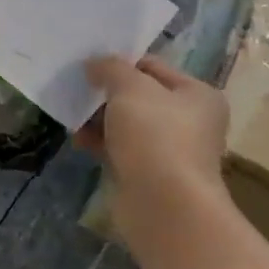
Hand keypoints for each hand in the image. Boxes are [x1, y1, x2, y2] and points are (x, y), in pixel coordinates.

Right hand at [76, 55, 229, 249]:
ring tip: (71, 114)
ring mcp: (169, 150)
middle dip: (105, 93)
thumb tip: (94, 63)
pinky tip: (79, 140)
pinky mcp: (148, 175)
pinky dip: (100, 143)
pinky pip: (120, 149)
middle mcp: (189, 121)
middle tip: (74, 88)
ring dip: (99, 119)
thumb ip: (111, 68)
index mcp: (197, 94)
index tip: (87, 64)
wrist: (163, 205)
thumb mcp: (131, 88)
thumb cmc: (156, 136)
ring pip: (126, 125)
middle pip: (138, 96)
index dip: (120, 63)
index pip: (152, 66)